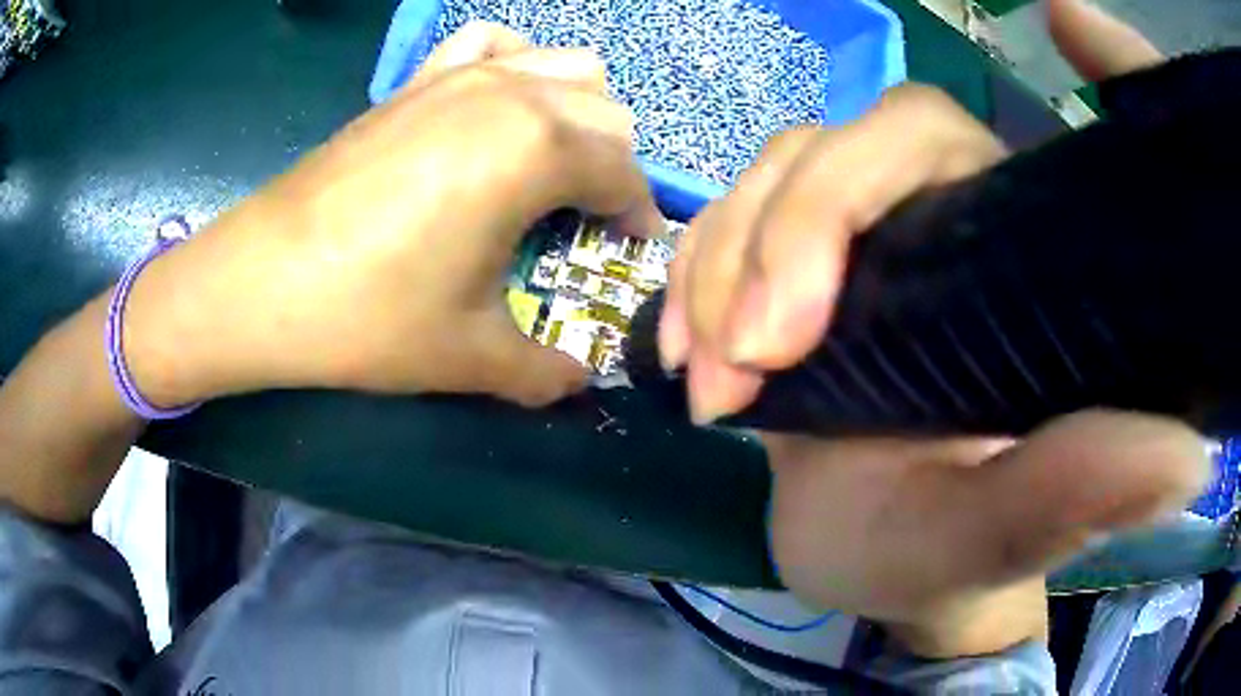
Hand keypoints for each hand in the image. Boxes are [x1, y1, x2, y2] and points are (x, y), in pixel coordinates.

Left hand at [125, 22, 662, 407]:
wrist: (263, 281)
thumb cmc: (369, 317)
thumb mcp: (472, 358)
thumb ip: (547, 373)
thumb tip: (584, 382)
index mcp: (537, 151)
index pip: (627, 174)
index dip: (639, 218)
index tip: (627, 250)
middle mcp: (512, 94)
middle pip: (608, 116)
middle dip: (612, 169)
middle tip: (579, 221)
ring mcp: (461, 75)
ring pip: (565, 67)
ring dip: (576, 113)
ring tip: (545, 163)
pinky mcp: (418, 78)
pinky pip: (492, 43)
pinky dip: (514, 64)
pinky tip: (495, 105)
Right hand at [662, 0, 1192, 658]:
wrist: (873, 571)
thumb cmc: (940, 564)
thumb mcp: (993, 543)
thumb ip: (1073, 499)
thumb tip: (1189, 460)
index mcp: (1023, 267)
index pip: (959, 143)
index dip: (927, 122)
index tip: (1039, 38)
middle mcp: (954, 223)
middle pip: (854, 145)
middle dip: (786, 237)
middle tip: (749, 359)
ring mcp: (869, 240)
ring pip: (777, 178)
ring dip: (723, 267)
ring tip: (709, 380)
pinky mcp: (803, 272)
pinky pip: (732, 225)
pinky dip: (696, 277)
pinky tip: (687, 353)